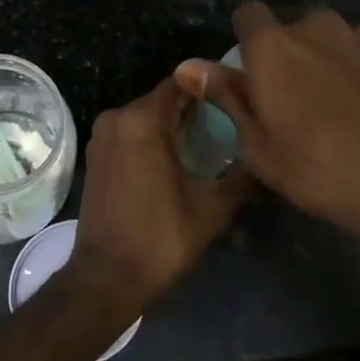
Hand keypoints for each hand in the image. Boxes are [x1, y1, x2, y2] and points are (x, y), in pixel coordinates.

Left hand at [65, 77, 253, 319]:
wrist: (106, 278)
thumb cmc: (161, 239)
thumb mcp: (213, 207)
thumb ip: (241, 172)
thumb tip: (264, 150)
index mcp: (143, 120)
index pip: (183, 83)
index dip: (211, 87)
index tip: (237, 97)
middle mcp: (117, 117)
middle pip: (164, 98)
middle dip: (195, 107)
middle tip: (230, 122)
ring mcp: (102, 135)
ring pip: (146, 115)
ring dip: (174, 123)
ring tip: (210, 140)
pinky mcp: (96, 153)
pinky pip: (131, 131)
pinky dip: (153, 137)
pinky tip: (178, 157)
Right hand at [176, 3, 359, 269]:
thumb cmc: (321, 172)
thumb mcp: (259, 147)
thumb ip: (225, 96)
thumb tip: (187, 65)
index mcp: (275, 47)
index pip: (248, 13)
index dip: (247, 38)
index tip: (254, 70)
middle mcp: (320, 27)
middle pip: (297, 26)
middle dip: (294, 52)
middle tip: (303, 99)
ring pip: (341, 37)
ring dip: (337, 58)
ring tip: (349, 105)